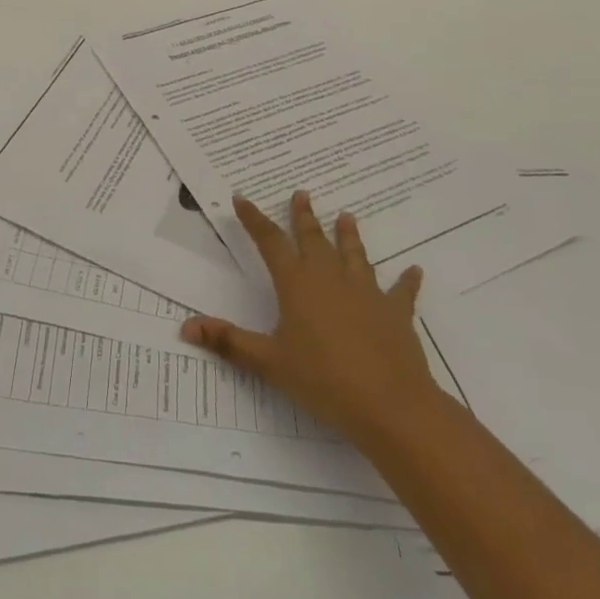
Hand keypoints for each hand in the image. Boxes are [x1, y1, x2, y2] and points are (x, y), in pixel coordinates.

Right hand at [180, 191, 441, 451]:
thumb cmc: (322, 380)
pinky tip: (413, 270)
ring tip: (347, 215)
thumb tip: (186, 326)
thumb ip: (228, 341)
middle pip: (313, 239)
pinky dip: (406, 280)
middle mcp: (330, 279)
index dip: (254, 219)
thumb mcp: (268, 362)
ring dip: (349, 235)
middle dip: (304, 216)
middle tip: (302, 193)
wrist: (390, 405)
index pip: (269, 242)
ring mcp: (366, 293)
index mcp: (296, 284)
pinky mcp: (395, 312)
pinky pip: (401, 291)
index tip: (242, 198)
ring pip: (355, 255)